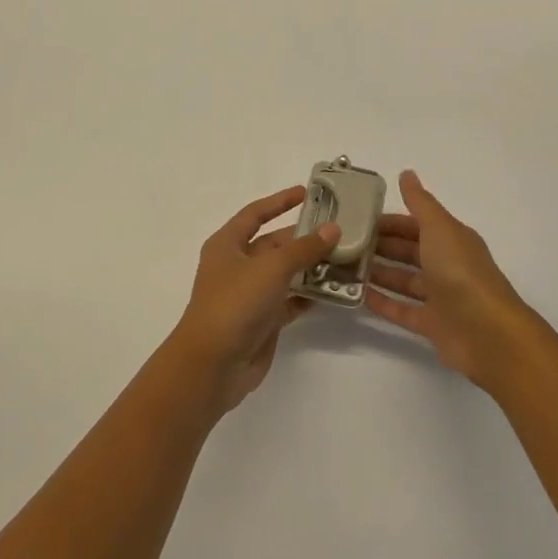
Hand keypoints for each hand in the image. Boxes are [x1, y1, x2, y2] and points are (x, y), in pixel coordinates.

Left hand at [173, 186, 338, 413]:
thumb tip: (333, 229)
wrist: (213, 365)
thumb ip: (304, 248)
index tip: (306, 193)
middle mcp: (237, 266)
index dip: (279, 202)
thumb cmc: (236, 303)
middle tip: (338, 230)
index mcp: (228, 244)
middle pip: (274, 244)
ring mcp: (250, 295)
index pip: (255, 214)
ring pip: (285, 273)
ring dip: (311, 267)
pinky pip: (290, 300)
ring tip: (344, 258)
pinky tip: (334, 290)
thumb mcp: (271, 268)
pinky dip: (308, 295)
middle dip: (303, 238)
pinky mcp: (262, 321)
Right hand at [367, 171, 541, 392]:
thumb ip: (420, 203)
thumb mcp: (439, 228)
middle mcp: (447, 265)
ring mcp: (441, 297)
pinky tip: (358, 297)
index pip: (415, 224)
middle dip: (381, 246)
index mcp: (451, 239)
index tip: (358, 220)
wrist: (487, 333)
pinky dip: (383, 303)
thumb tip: (407, 173)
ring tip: (345, 268)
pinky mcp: (434, 326)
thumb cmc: (460, 272)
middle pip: (409, 252)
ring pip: (405, 281)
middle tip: (345, 244)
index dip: (389, 221)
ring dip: (379, 273)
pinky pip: (403, 311)